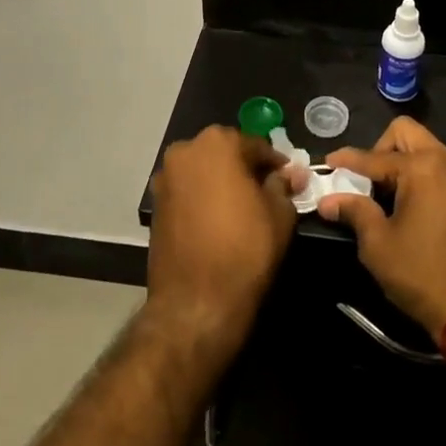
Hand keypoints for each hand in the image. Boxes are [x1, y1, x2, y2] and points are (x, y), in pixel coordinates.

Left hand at [146, 127, 296, 365]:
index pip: (256, 146)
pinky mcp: (155, 206)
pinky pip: (188, 192)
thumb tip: (289, 175)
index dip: (276, 165)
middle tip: (267, 194)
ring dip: (222, 183)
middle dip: (246, 170)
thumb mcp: (279, 214)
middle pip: (226, 154)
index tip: (289, 182)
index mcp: (217, 142)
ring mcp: (165, 178)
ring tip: (243, 210)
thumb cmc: (245, 249)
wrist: (195, 303)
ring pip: (204, 172)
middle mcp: (185, 151)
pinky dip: (203, 199)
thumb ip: (283, 186)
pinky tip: (219, 222)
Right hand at [317, 118, 445, 337]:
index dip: (347, 160)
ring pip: (425, 146)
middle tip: (367, 180)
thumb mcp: (379, 245)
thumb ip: (354, 212)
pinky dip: (421, 173)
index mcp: (422, 168)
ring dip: (402, 160)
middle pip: (406, 133)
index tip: (327, 164)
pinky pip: (440, 166)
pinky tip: (410, 204)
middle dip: (380, 148)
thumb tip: (328, 201)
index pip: (375, 156)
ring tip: (387, 194)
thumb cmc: (422, 275)